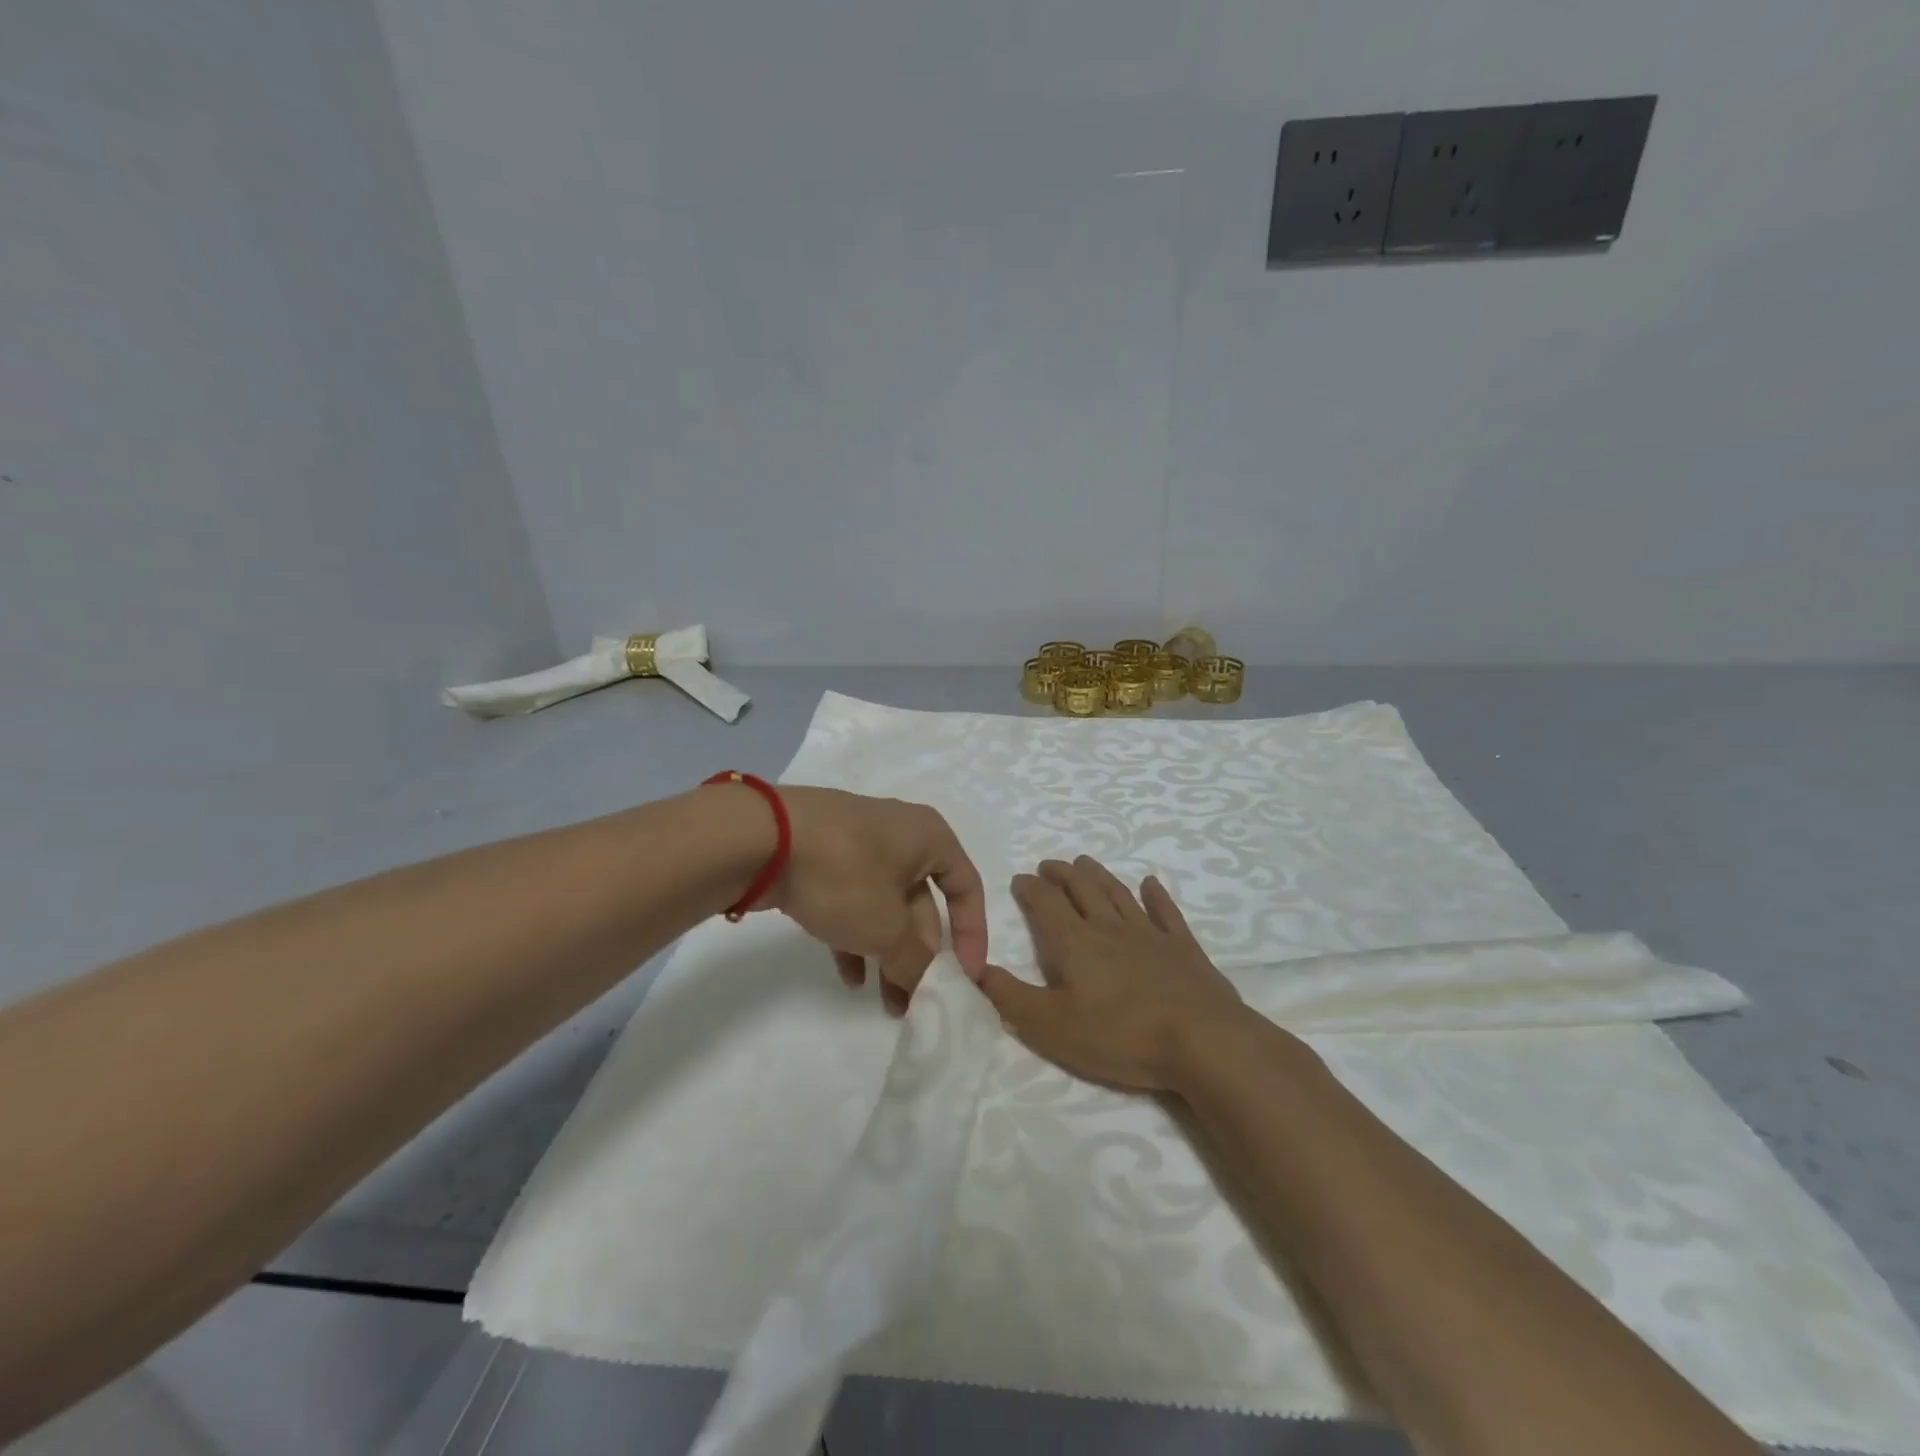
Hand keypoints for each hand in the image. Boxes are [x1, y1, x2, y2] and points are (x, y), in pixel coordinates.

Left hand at [770, 787, 987, 1013]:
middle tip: (915, 999)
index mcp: (929, 837)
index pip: (967, 887)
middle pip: (923, 902)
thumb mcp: (887, 927)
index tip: (966, 977)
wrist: (760, 838)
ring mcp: (857, 844)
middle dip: (920, 954)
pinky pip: (851, 900)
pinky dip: (855, 937)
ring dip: (888, 953)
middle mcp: (899, 835)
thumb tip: (921, 983)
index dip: (972, 935)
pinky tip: (849, 977)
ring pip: (885, 905)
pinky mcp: (822, 857)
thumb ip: (914, 962)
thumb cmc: (844, 874)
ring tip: (886, 1002)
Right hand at [973, 856, 1246, 1090]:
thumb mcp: (1051, 1027)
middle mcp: (1109, 927)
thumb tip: (978, 968)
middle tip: (1050, 864)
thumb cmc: (1119, 1036)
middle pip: (1081, 889)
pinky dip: (1156, 895)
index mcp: (1075, 943)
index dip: (1030, 889)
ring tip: (1086, 862)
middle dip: (1062, 874)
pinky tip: (1151, 883)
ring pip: (1118, 893)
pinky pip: (1166, 912)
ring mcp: (1150, 934)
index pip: (1045, 904)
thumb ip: (1011, 997)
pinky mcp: (1184, 949)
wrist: (1202, 1041)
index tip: (1020, 880)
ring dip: (1099, 876)